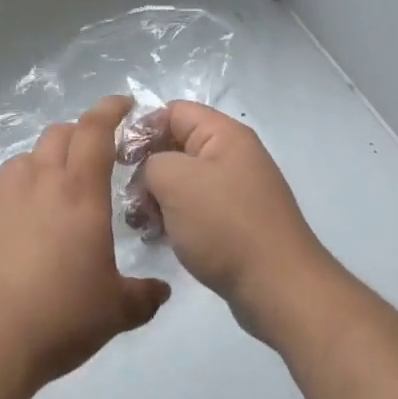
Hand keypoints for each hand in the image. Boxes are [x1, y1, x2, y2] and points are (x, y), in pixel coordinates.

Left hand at [0, 95, 169, 391]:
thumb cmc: (57, 318)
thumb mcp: (114, 312)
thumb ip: (143, 295)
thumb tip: (162, 291)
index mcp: (80, 191)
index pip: (96, 129)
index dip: (111, 109)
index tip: (124, 104)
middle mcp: (40, 179)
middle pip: (60, 133)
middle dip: (80, 135)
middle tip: (92, 157)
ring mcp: (1, 193)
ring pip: (27, 156)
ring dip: (45, 162)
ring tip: (53, 191)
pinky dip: (14, 185)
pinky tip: (16, 213)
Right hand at [140, 102, 340, 345]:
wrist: (278, 287)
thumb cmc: (225, 225)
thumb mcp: (177, 181)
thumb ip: (152, 162)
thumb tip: (151, 172)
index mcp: (225, 134)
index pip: (175, 111)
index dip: (143, 128)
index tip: (118, 160)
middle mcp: (233, 155)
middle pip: (178, 146)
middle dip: (148, 168)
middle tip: (128, 199)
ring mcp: (236, 190)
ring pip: (184, 181)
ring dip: (158, 198)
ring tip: (141, 224)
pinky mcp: (236, 223)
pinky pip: (196, 209)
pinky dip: (175, 219)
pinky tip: (159, 239)